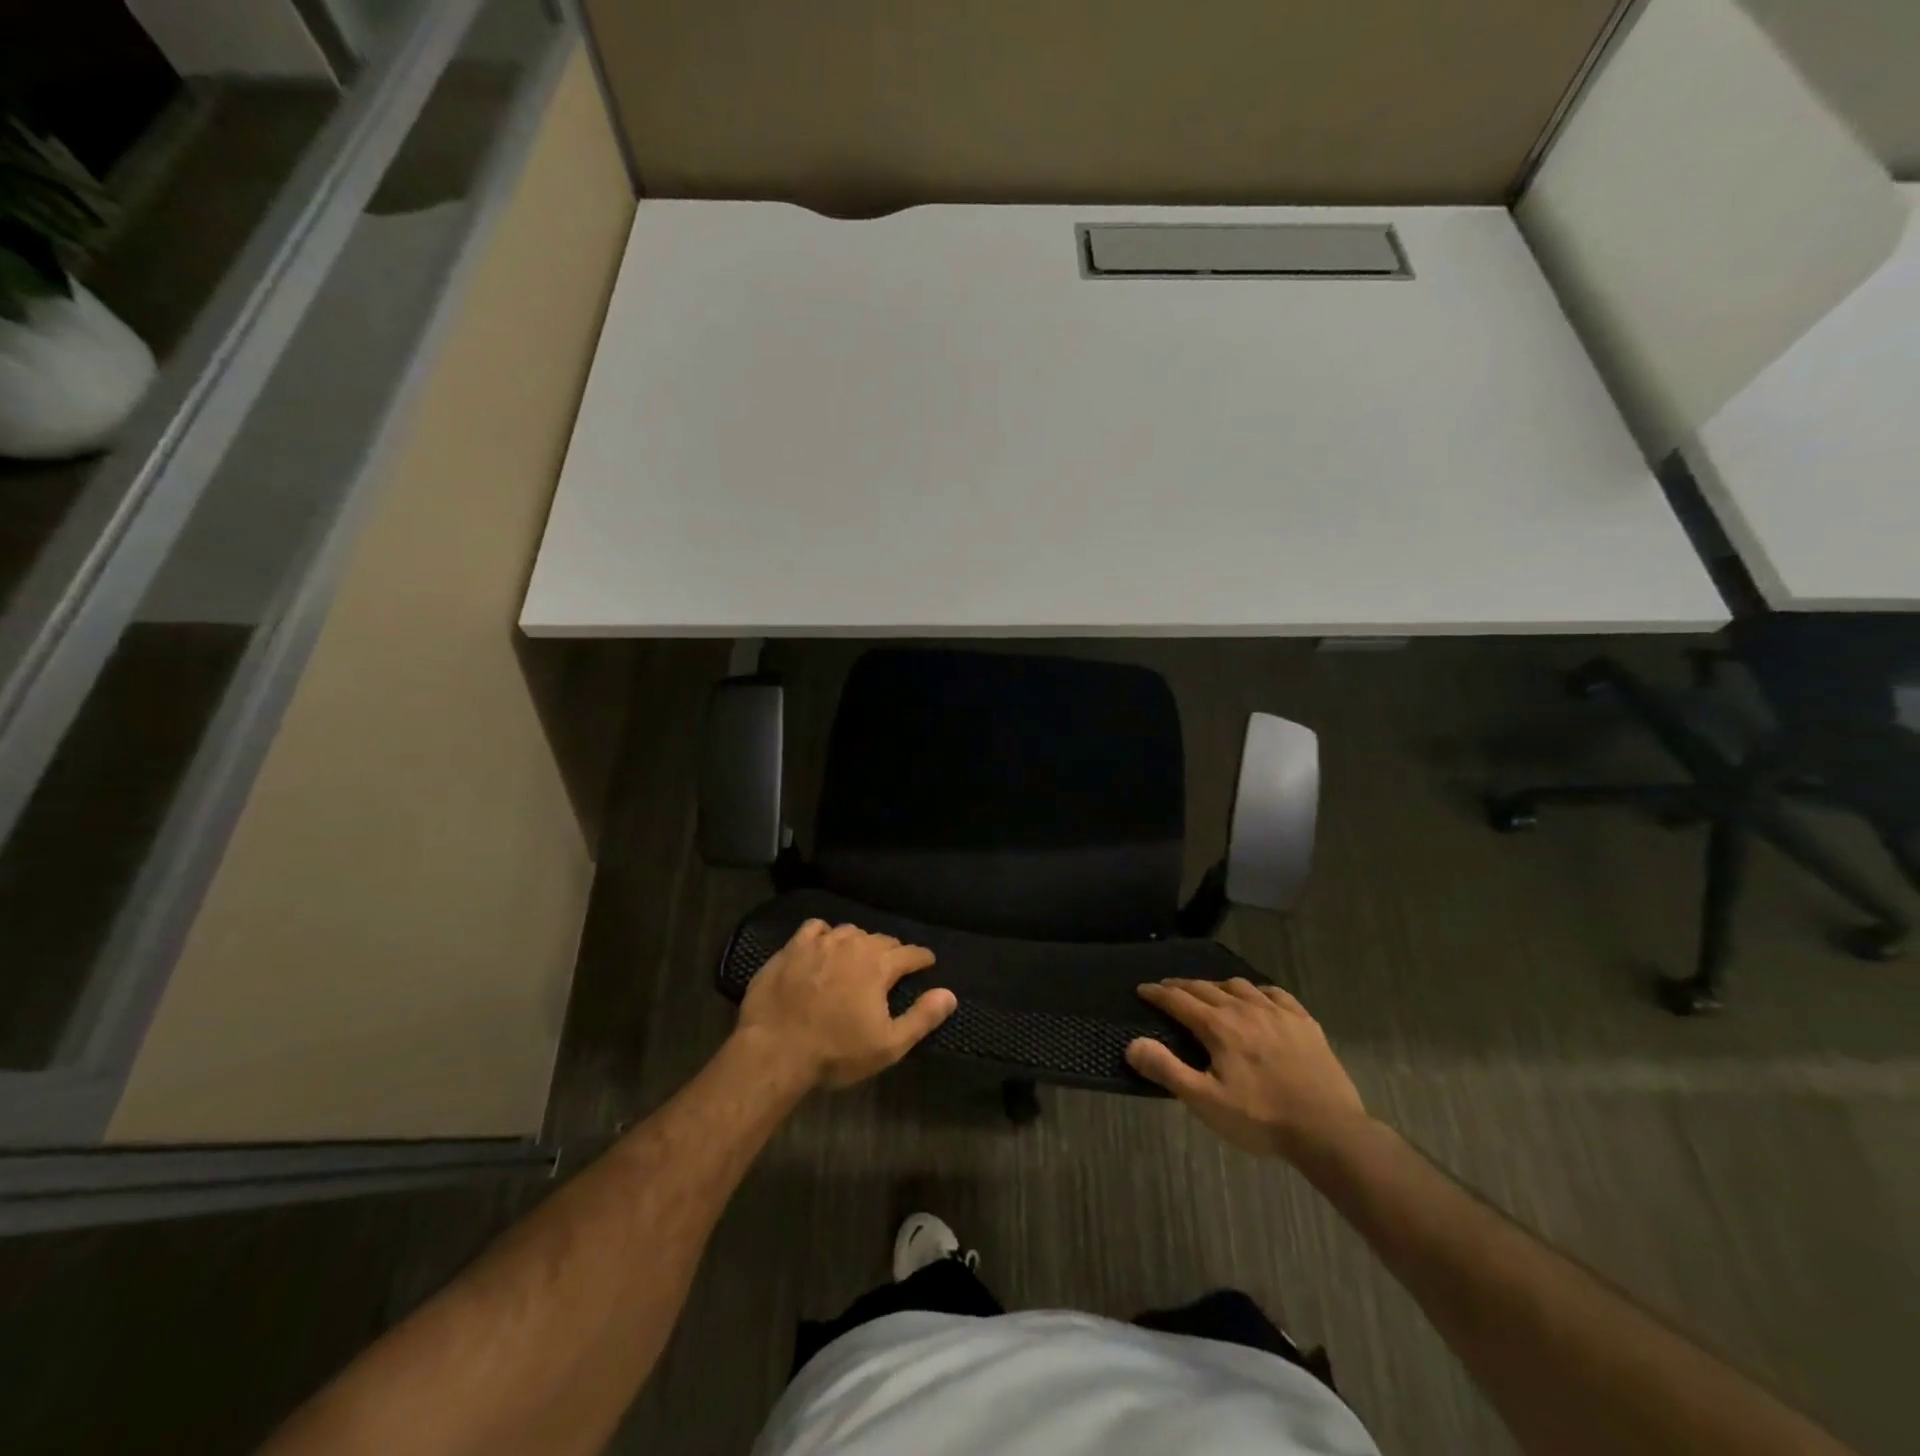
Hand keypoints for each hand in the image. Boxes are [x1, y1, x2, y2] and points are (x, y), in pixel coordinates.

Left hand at [736, 920, 956, 1089]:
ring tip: (858, 958)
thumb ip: (922, 1017)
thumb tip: (950, 994)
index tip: (927, 963)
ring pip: (850, 932)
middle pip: (882, 940)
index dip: (922, 959)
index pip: (911, 953)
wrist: (774, 1050)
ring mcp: (820, 942)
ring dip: (860, 943)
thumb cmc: (835, 1052)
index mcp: (879, 965)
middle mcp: (854, 944)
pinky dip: (825, 935)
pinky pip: (816, 928)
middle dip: (892, 952)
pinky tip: (823, 947)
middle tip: (891, 968)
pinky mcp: (792, 947)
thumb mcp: (888, 1045)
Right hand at [1125, 979, 1368, 1161]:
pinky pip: (1275, 993)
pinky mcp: (1304, 1021)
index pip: (1178, 1000)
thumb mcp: (1206, 1102)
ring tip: (1210, 992)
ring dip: (1217, 986)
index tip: (1142, 989)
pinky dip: (1258, 991)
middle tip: (1167, 989)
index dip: (1157, 993)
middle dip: (1182, 986)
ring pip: (1239, 985)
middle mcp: (1244, 1008)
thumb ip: (1167, 1070)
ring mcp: (1277, 1012)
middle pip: (1206, 988)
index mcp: (1218, 1026)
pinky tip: (1257, 998)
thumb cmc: (1261, 1118)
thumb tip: (1132, 1045)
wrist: (1328, 1130)